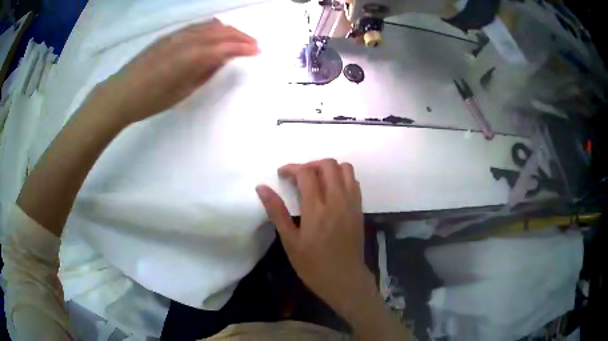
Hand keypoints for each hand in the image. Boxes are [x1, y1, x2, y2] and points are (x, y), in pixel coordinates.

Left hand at [95, 19, 258, 124]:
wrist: (121, 93)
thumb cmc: (150, 100)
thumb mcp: (182, 91)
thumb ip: (204, 72)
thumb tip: (221, 60)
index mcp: (191, 57)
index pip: (225, 46)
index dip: (243, 47)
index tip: (257, 50)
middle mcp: (187, 40)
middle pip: (220, 31)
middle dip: (240, 36)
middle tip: (253, 43)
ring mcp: (176, 35)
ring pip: (208, 26)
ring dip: (227, 30)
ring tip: (237, 38)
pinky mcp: (168, 36)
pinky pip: (196, 26)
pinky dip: (211, 28)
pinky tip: (213, 35)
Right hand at [256, 159, 375, 317]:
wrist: (344, 279)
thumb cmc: (313, 265)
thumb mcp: (290, 241)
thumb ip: (277, 212)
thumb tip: (262, 188)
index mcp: (317, 209)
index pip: (306, 173)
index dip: (292, 168)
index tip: (282, 174)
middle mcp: (337, 200)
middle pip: (328, 165)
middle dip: (310, 164)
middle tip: (298, 177)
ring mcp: (352, 203)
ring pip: (345, 169)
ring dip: (328, 168)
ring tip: (316, 181)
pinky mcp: (359, 209)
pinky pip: (353, 182)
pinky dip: (341, 178)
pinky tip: (331, 191)